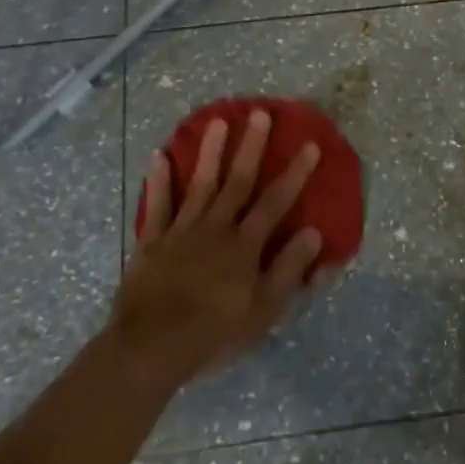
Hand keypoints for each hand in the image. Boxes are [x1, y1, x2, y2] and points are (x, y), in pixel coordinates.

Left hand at [107, 110, 325, 392]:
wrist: (150, 349)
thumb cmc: (214, 334)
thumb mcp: (264, 311)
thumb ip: (288, 270)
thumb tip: (314, 232)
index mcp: (245, 246)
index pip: (276, 203)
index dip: (295, 174)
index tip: (310, 145)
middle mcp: (215, 229)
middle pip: (237, 182)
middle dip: (251, 147)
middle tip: (260, 114)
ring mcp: (181, 232)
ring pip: (199, 185)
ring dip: (210, 152)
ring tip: (217, 121)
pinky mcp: (152, 243)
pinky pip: (156, 207)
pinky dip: (158, 182)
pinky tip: (159, 157)